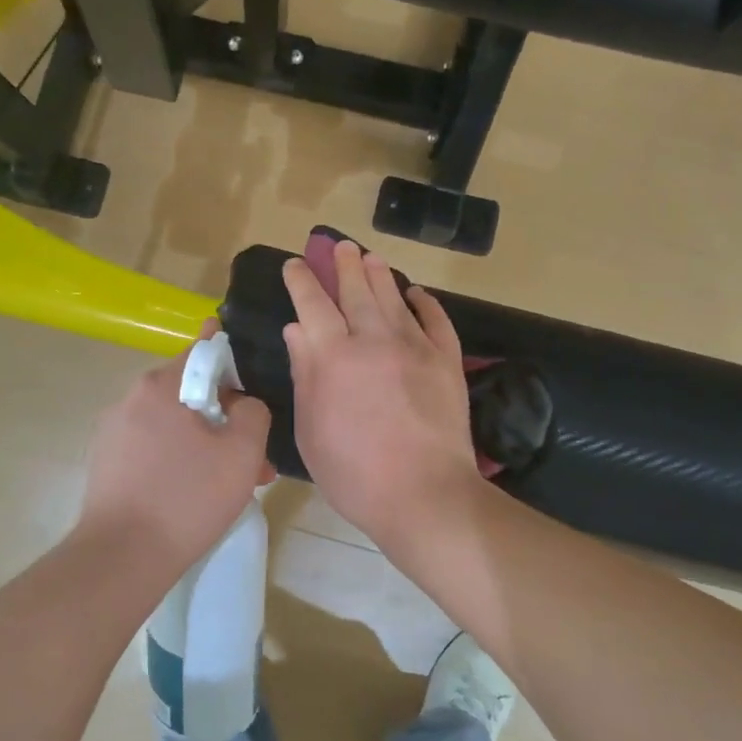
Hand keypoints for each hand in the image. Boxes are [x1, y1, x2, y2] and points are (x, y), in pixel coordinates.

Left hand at [78, 323, 273, 573]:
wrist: (121, 558)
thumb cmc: (187, 498)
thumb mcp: (241, 452)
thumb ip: (253, 413)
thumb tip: (244, 404)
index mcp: (160, 386)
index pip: (202, 351)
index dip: (232, 359)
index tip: (251, 377)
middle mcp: (130, 400)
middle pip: (189, 394)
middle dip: (225, 419)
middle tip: (254, 455)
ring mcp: (113, 433)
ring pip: (173, 426)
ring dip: (206, 445)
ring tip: (234, 484)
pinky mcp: (106, 465)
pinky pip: (153, 449)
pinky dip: (179, 462)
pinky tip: (197, 496)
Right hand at [283, 241, 481, 548]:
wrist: (424, 494)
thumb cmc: (354, 473)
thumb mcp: (310, 429)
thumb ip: (304, 373)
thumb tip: (297, 329)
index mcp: (333, 356)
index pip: (313, 305)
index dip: (302, 281)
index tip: (295, 263)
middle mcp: (374, 340)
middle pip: (356, 291)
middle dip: (344, 265)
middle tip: (339, 245)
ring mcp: (415, 347)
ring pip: (394, 298)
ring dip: (380, 275)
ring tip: (370, 256)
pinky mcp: (446, 361)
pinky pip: (435, 320)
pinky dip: (426, 303)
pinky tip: (418, 293)